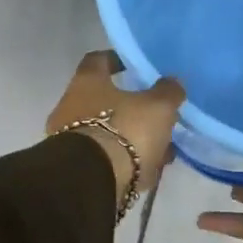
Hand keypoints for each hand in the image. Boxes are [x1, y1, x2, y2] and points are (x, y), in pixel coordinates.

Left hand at [46, 50, 185, 201]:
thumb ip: (167, 92)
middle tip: (157, 113)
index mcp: (86, 82)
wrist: (92, 181)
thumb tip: (172, 82)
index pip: (98, 60)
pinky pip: (106, 157)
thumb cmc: (124, 131)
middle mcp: (71, 106)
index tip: (133, 66)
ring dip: (132, 137)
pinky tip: (148, 169)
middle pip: (103, 99)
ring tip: (161, 147)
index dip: (116, 60)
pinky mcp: (77, 167)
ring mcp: (70, 139)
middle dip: (131, 107)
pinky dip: (126, 160)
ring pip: (107, 131)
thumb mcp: (157, 107)